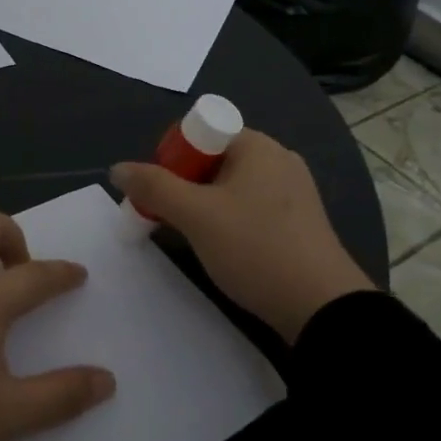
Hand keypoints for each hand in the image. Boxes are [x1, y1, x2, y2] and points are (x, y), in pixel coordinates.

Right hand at [111, 130, 375, 343]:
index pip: (199, 133)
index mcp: (256, 145)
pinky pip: (250, 207)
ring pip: (230, 187)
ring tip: (190, 238)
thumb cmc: (255, 249)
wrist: (321, 307)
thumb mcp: (196, 216)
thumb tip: (118, 168)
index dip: (170, 158)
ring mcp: (293, 190)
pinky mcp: (299, 220)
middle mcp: (277, 158)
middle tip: (164, 219)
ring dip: (202, 206)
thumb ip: (154, 187)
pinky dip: (228, 221)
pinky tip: (222, 249)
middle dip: (182, 186)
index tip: (157, 194)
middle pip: (212, 160)